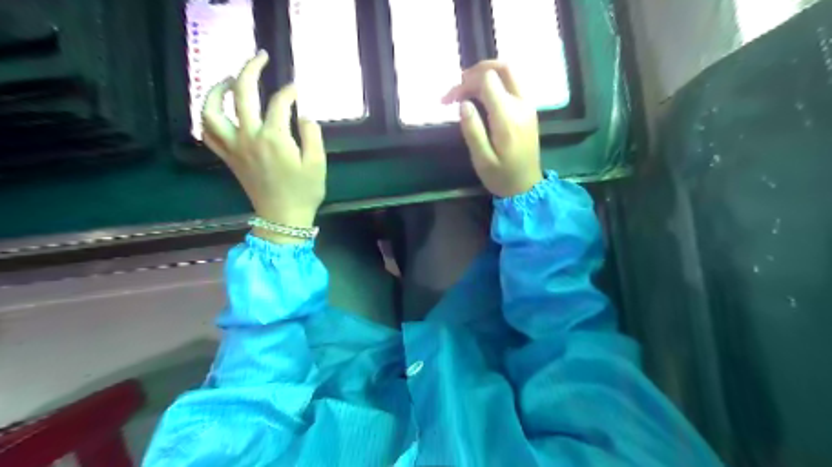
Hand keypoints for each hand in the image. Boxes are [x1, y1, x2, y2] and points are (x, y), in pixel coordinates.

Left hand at [203, 51, 326, 244]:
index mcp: (274, 137)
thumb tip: (303, 116)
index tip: (297, 89)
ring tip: (228, 79)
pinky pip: (208, 133)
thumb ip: (312, 135)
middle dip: (251, 69)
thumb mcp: (318, 163)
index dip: (289, 92)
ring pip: (213, 110)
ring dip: (217, 89)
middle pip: (242, 93)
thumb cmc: (304, 192)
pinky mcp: (228, 157)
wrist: (283, 217)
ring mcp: (234, 147)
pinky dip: (207, 117)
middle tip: (261, 57)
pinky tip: (217, 110)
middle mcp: (249, 136)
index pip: (279, 102)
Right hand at [446, 60, 542, 197]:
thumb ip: (472, 130)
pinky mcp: (529, 109)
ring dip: (487, 74)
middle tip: (459, 87)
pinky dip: (496, 82)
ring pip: (510, 73)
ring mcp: (528, 105)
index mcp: (508, 117)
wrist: (527, 187)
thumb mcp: (481, 160)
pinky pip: (513, 84)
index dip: (464, 84)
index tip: (449, 100)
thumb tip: (463, 103)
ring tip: (467, 90)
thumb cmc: (501, 177)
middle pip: (503, 67)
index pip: (487, 80)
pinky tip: (482, 97)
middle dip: (477, 70)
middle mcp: (522, 105)